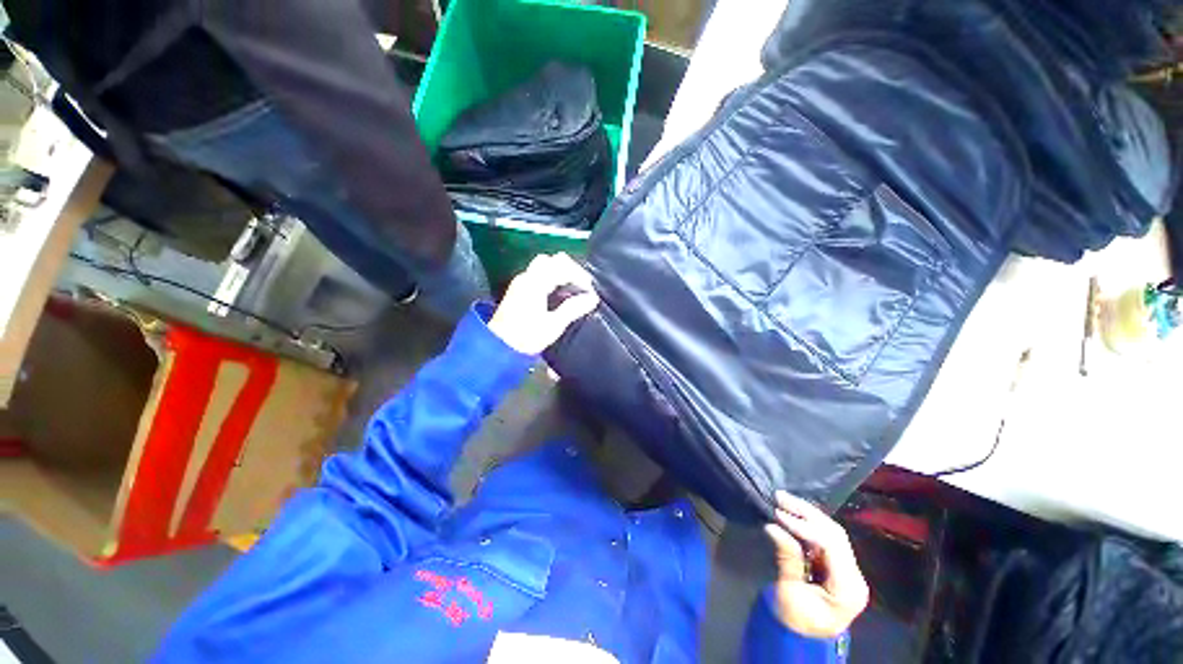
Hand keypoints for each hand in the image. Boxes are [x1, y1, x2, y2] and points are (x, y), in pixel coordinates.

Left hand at [488, 253, 599, 354]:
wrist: (498, 348)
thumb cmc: (526, 338)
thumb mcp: (553, 325)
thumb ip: (573, 308)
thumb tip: (592, 298)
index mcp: (535, 283)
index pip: (562, 266)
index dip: (579, 276)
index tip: (589, 291)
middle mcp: (527, 278)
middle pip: (552, 260)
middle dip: (570, 270)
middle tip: (582, 286)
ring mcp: (521, 283)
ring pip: (545, 265)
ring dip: (561, 273)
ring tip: (573, 291)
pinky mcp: (519, 290)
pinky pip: (539, 275)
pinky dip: (552, 278)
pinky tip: (560, 294)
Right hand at [764, 491, 869, 638]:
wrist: (802, 638)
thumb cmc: (796, 619)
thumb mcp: (789, 592)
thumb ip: (787, 559)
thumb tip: (773, 526)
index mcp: (848, 588)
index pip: (832, 545)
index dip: (805, 526)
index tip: (779, 514)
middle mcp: (854, 575)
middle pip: (835, 534)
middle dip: (807, 513)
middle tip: (780, 497)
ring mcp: (847, 569)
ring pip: (831, 531)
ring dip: (807, 513)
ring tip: (783, 499)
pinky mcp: (836, 565)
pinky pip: (824, 537)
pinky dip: (808, 522)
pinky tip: (792, 512)